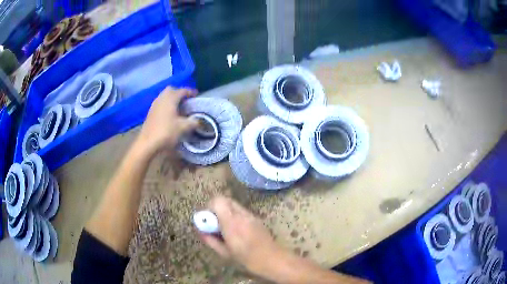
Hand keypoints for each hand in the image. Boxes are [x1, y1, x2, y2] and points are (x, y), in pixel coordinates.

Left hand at [137, 87, 198, 155]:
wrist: (148, 143)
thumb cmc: (166, 132)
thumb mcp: (183, 127)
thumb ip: (193, 122)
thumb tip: (198, 121)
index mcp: (170, 98)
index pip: (182, 90)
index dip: (191, 92)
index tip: (197, 95)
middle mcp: (161, 98)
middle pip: (171, 90)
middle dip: (179, 93)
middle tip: (186, 101)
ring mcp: (154, 105)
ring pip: (164, 97)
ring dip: (172, 99)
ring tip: (179, 108)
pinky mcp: (150, 113)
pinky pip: (160, 104)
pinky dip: (166, 105)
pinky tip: (170, 115)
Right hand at [200, 196, 287, 275]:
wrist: (273, 259)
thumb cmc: (247, 259)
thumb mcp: (225, 253)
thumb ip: (211, 240)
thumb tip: (201, 231)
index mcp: (232, 223)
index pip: (218, 201)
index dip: (209, 207)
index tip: (207, 220)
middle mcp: (241, 215)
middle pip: (225, 199)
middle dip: (216, 208)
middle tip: (214, 223)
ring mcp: (251, 215)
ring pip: (233, 204)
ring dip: (225, 212)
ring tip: (225, 228)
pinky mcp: (257, 218)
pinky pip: (241, 211)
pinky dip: (234, 215)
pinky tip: (236, 230)